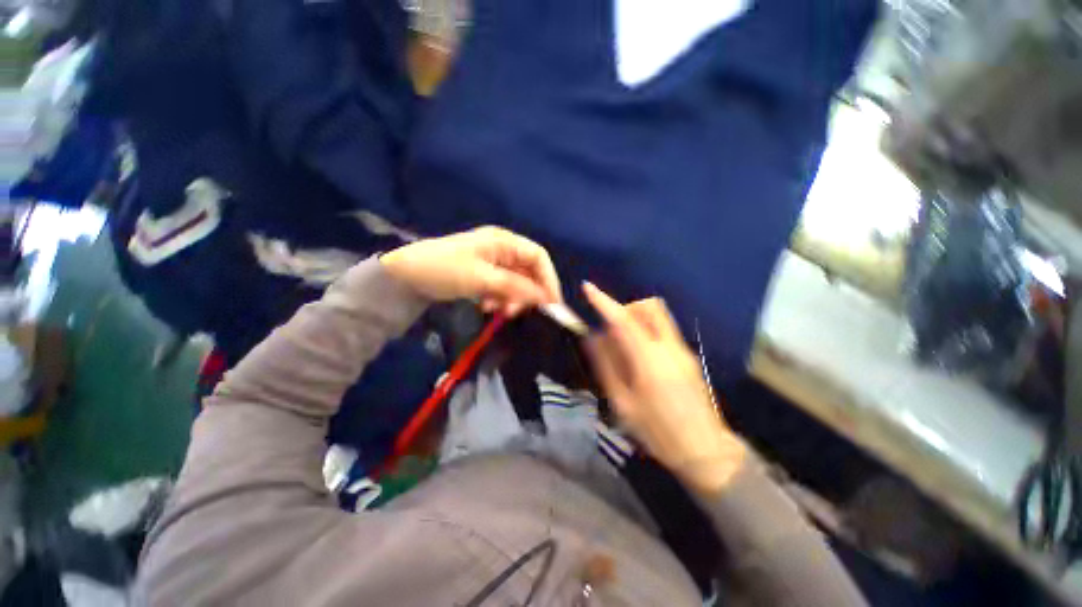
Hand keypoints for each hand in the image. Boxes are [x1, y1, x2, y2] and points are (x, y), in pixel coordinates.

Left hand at [380, 227, 561, 315]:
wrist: (405, 275)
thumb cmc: (444, 269)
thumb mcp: (482, 278)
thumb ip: (515, 286)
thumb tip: (544, 297)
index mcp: (504, 241)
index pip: (538, 257)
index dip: (548, 279)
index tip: (551, 303)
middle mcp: (502, 249)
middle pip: (528, 271)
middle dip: (526, 293)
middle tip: (516, 312)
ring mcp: (493, 262)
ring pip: (516, 282)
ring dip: (511, 298)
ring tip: (498, 311)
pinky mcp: (484, 275)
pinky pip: (502, 288)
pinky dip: (499, 299)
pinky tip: (487, 306)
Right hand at [583, 283, 745, 493]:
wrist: (705, 451)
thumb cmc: (657, 432)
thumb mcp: (623, 403)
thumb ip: (607, 366)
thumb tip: (592, 338)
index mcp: (649, 361)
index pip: (623, 321)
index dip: (603, 302)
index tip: (588, 288)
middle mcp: (669, 347)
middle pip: (649, 307)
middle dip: (626, 308)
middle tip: (611, 328)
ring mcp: (682, 350)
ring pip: (658, 316)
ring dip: (637, 318)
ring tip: (624, 344)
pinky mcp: (688, 356)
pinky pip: (663, 330)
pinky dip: (646, 331)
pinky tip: (640, 358)